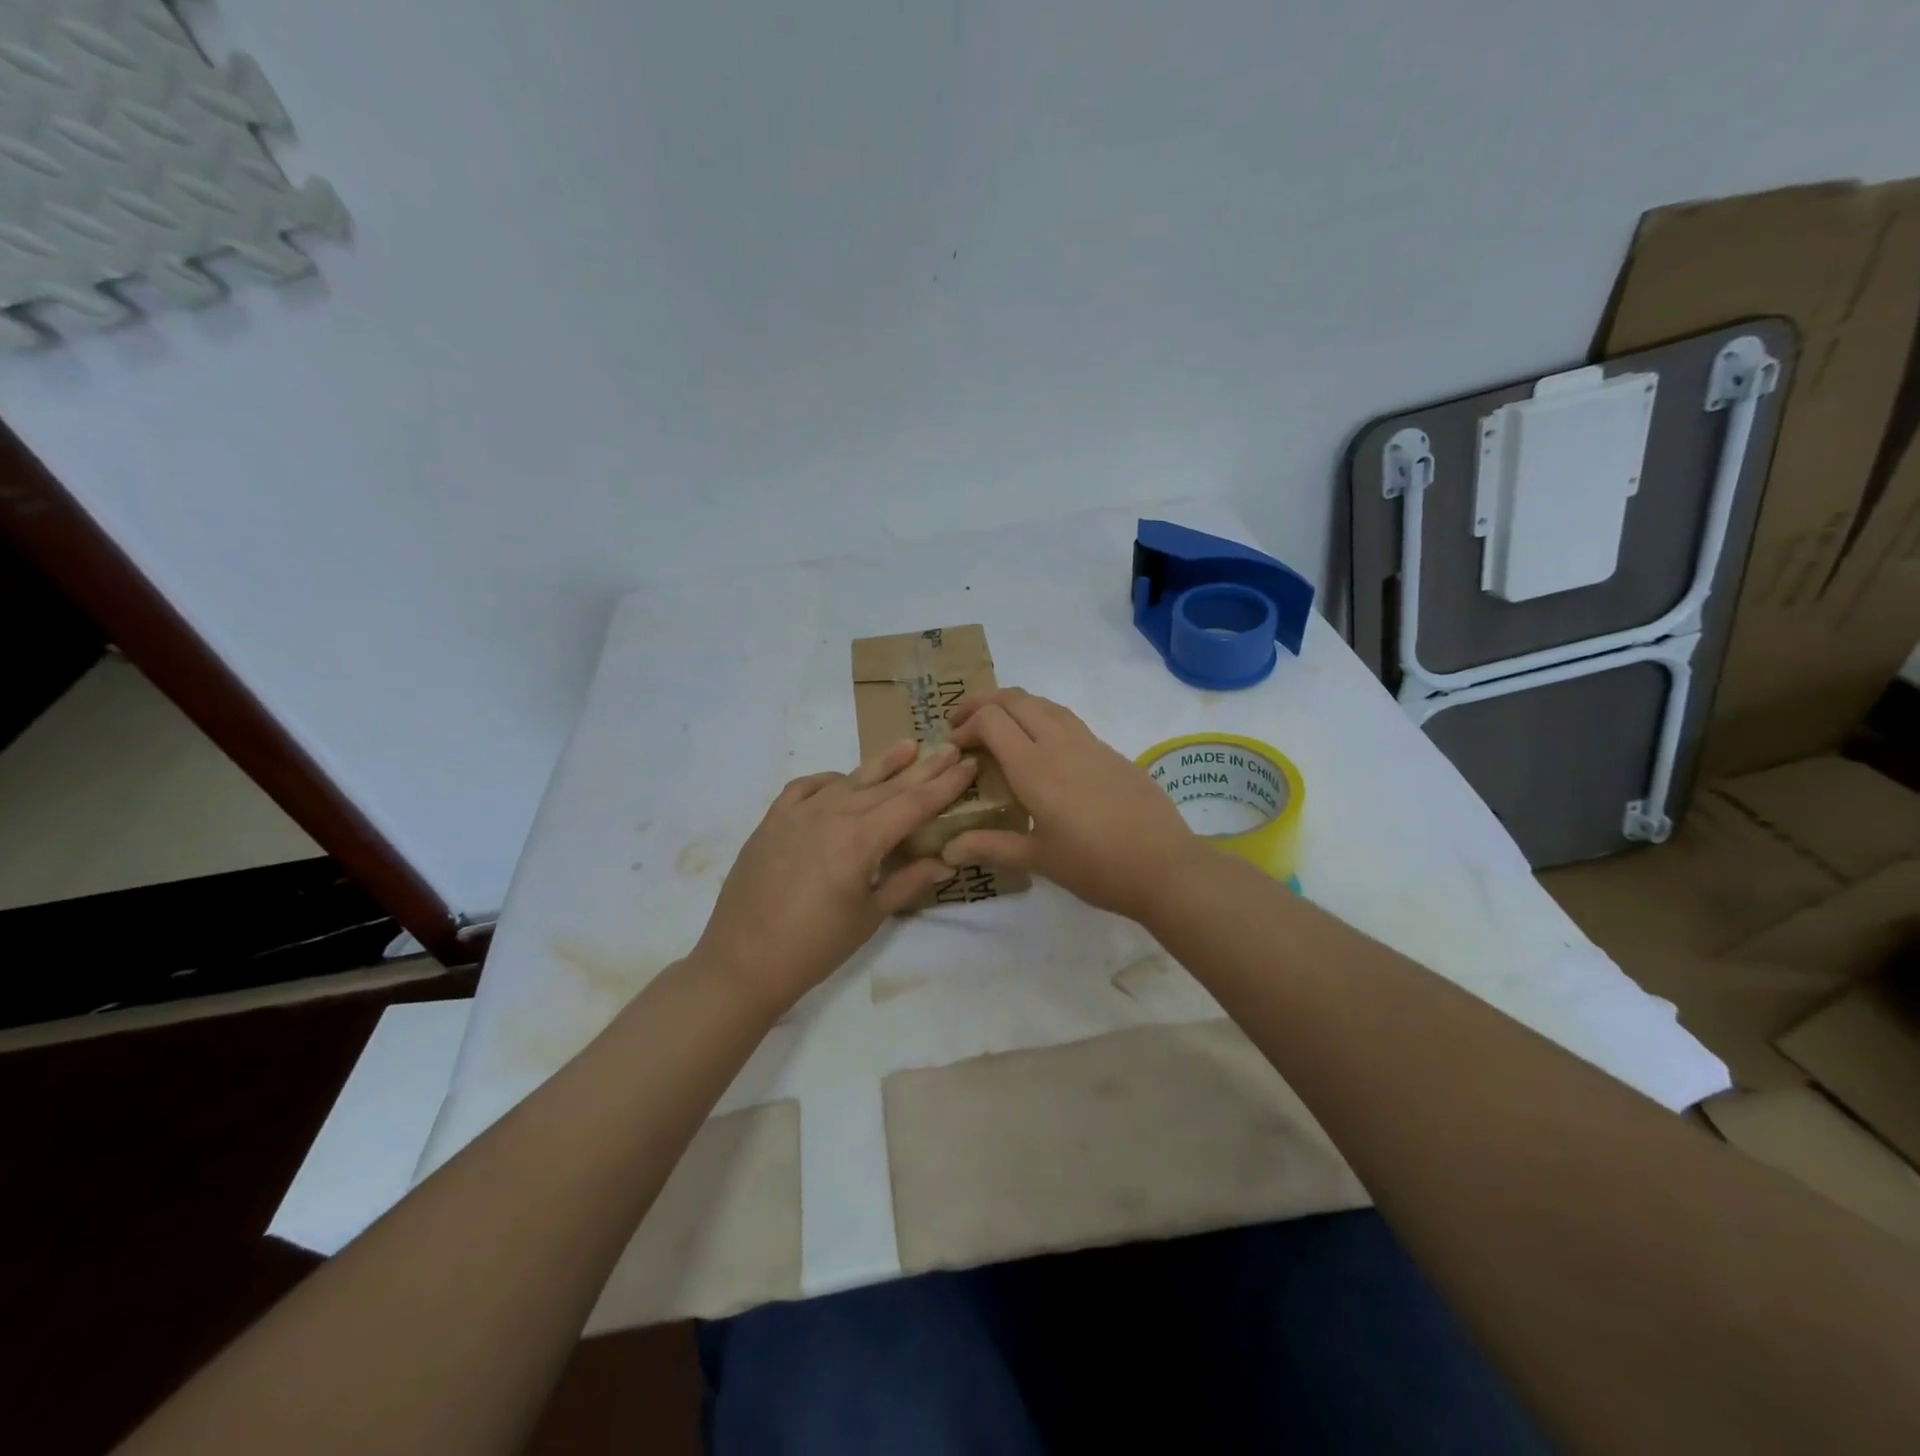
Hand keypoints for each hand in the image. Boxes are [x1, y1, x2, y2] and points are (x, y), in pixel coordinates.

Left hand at [693, 739, 977, 1010]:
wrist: (742, 962)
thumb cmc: (815, 947)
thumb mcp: (870, 917)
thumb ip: (908, 882)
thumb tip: (946, 862)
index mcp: (860, 839)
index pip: (914, 804)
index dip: (945, 785)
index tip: (967, 764)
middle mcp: (832, 814)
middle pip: (887, 786)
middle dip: (923, 768)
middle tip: (949, 747)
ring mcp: (798, 813)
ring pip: (849, 780)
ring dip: (881, 764)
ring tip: (908, 746)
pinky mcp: (772, 820)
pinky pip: (806, 787)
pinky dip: (830, 780)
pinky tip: (842, 781)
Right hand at [943, 688, 1199, 916]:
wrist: (1165, 866)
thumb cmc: (1096, 866)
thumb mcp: (1038, 859)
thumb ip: (990, 846)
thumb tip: (947, 849)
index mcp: (1034, 767)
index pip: (991, 720)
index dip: (965, 726)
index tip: (954, 748)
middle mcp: (1059, 743)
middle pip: (1015, 698)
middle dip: (983, 703)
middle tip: (964, 724)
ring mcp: (1089, 743)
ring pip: (1044, 703)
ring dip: (1014, 706)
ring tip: (999, 728)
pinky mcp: (1110, 751)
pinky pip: (1067, 720)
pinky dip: (1042, 718)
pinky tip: (1042, 749)